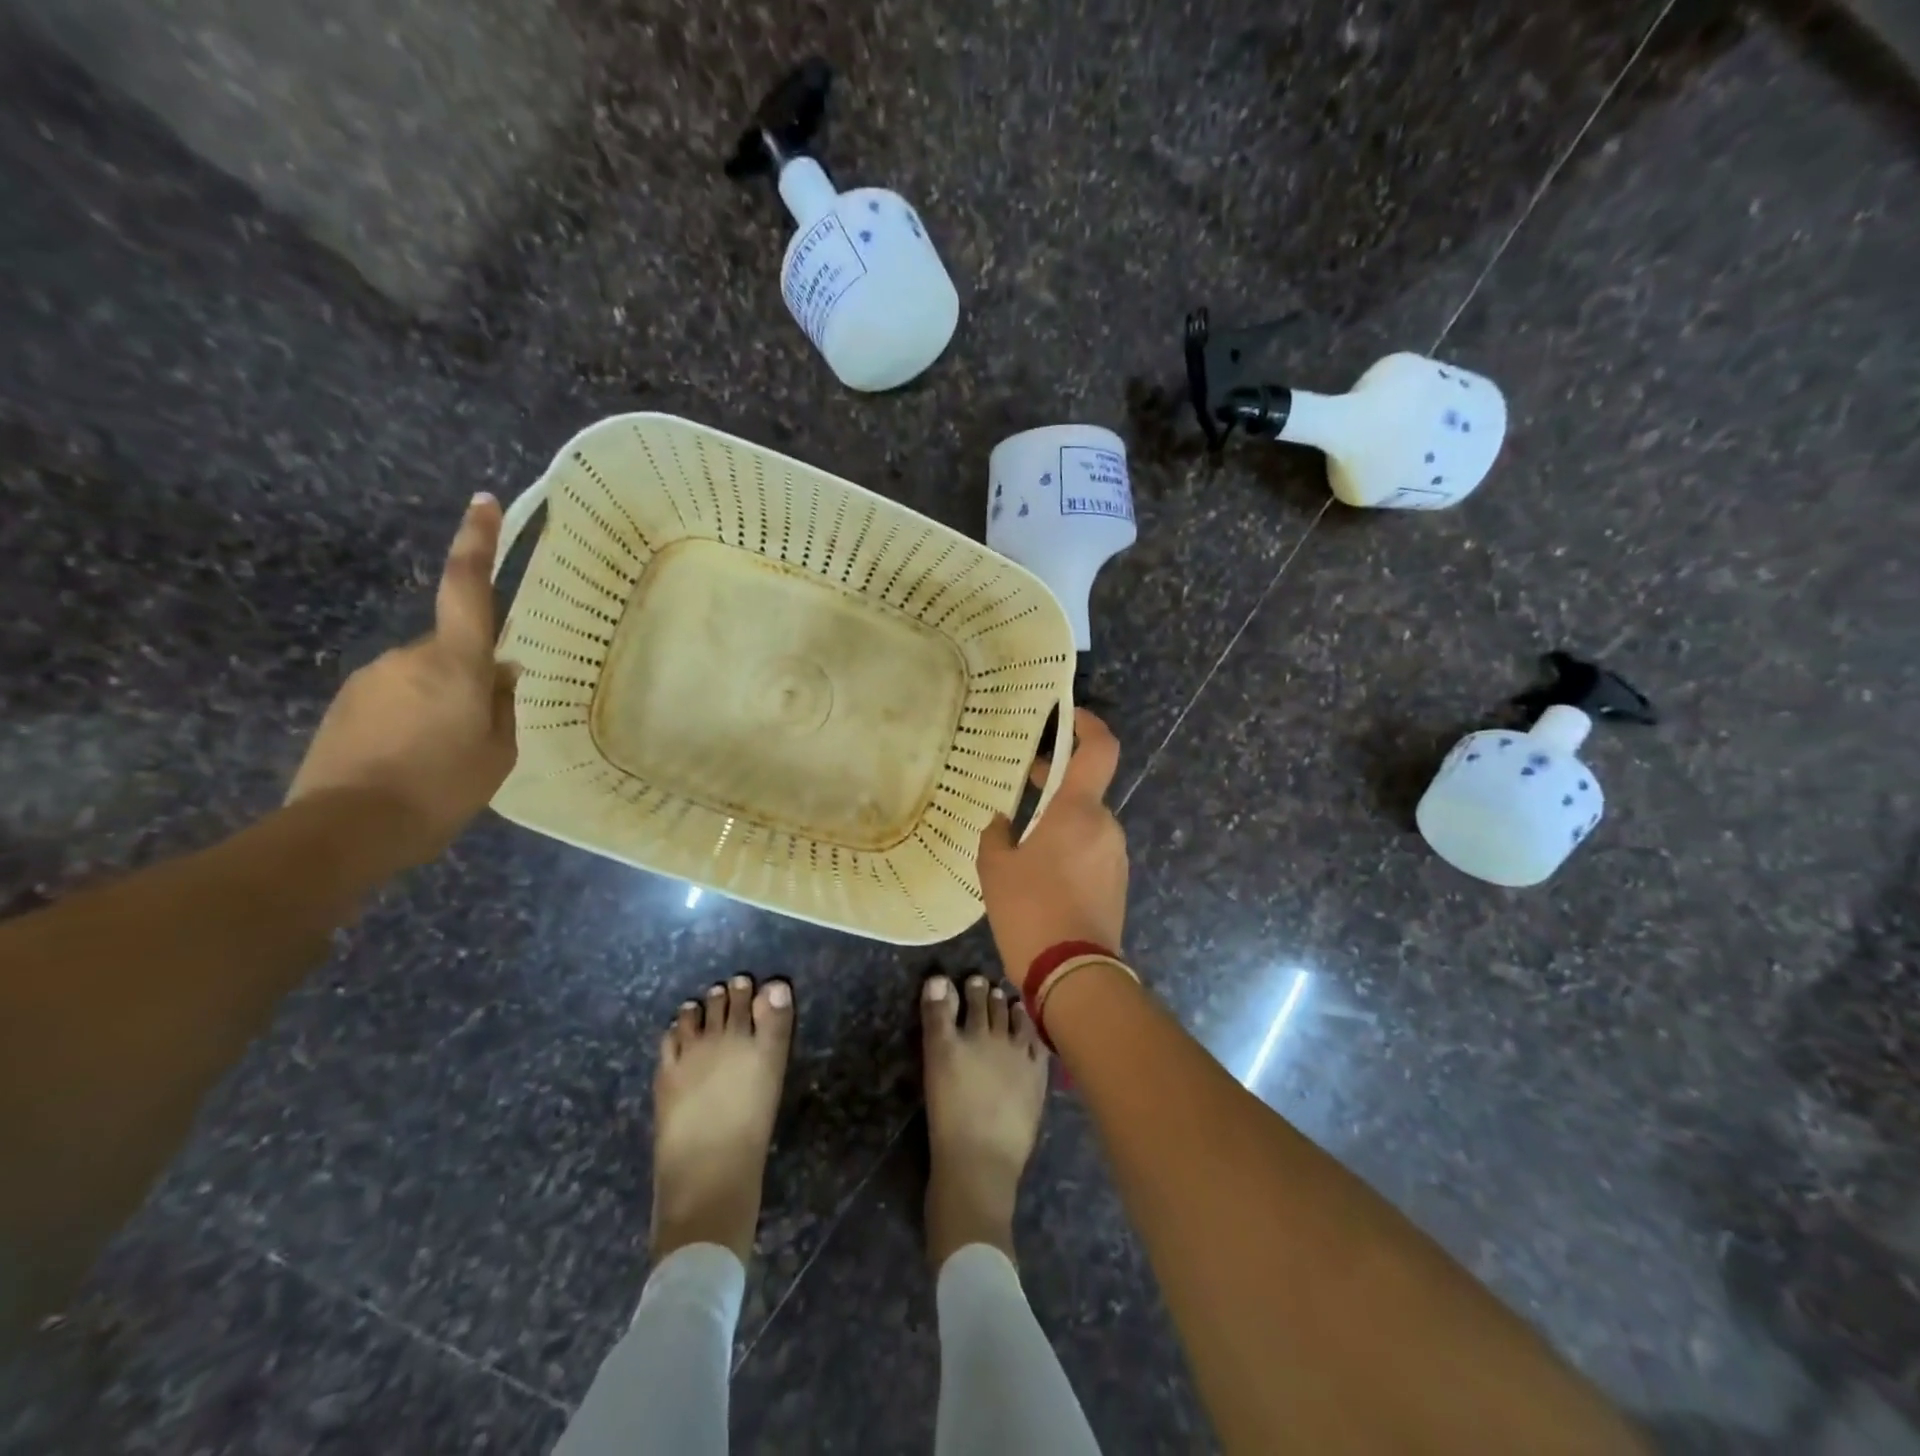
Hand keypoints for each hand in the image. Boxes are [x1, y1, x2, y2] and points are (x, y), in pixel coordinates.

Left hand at [287, 494, 517, 863]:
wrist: (346, 830)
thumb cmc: (442, 789)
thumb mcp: (498, 752)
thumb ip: (503, 705)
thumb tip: (503, 673)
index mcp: (456, 663)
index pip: (467, 587)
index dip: (476, 542)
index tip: (482, 502)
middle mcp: (408, 656)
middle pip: (451, 648)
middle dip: (469, 676)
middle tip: (481, 729)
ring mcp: (370, 678)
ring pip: (423, 676)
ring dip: (439, 703)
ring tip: (444, 757)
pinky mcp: (345, 704)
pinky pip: (395, 697)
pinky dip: (411, 719)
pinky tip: (413, 761)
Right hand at [977, 708, 1127, 979]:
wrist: (1074, 975)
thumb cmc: (1030, 910)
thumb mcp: (995, 868)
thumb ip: (996, 834)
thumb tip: (1003, 821)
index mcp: (1078, 810)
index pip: (1100, 748)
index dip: (1088, 723)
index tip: (1068, 715)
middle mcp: (1104, 826)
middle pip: (1085, 788)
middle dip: (1055, 782)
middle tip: (1022, 783)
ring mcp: (1114, 856)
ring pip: (1085, 822)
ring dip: (1058, 820)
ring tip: (1020, 841)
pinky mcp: (1116, 883)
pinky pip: (1090, 849)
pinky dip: (1068, 847)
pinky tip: (1038, 872)